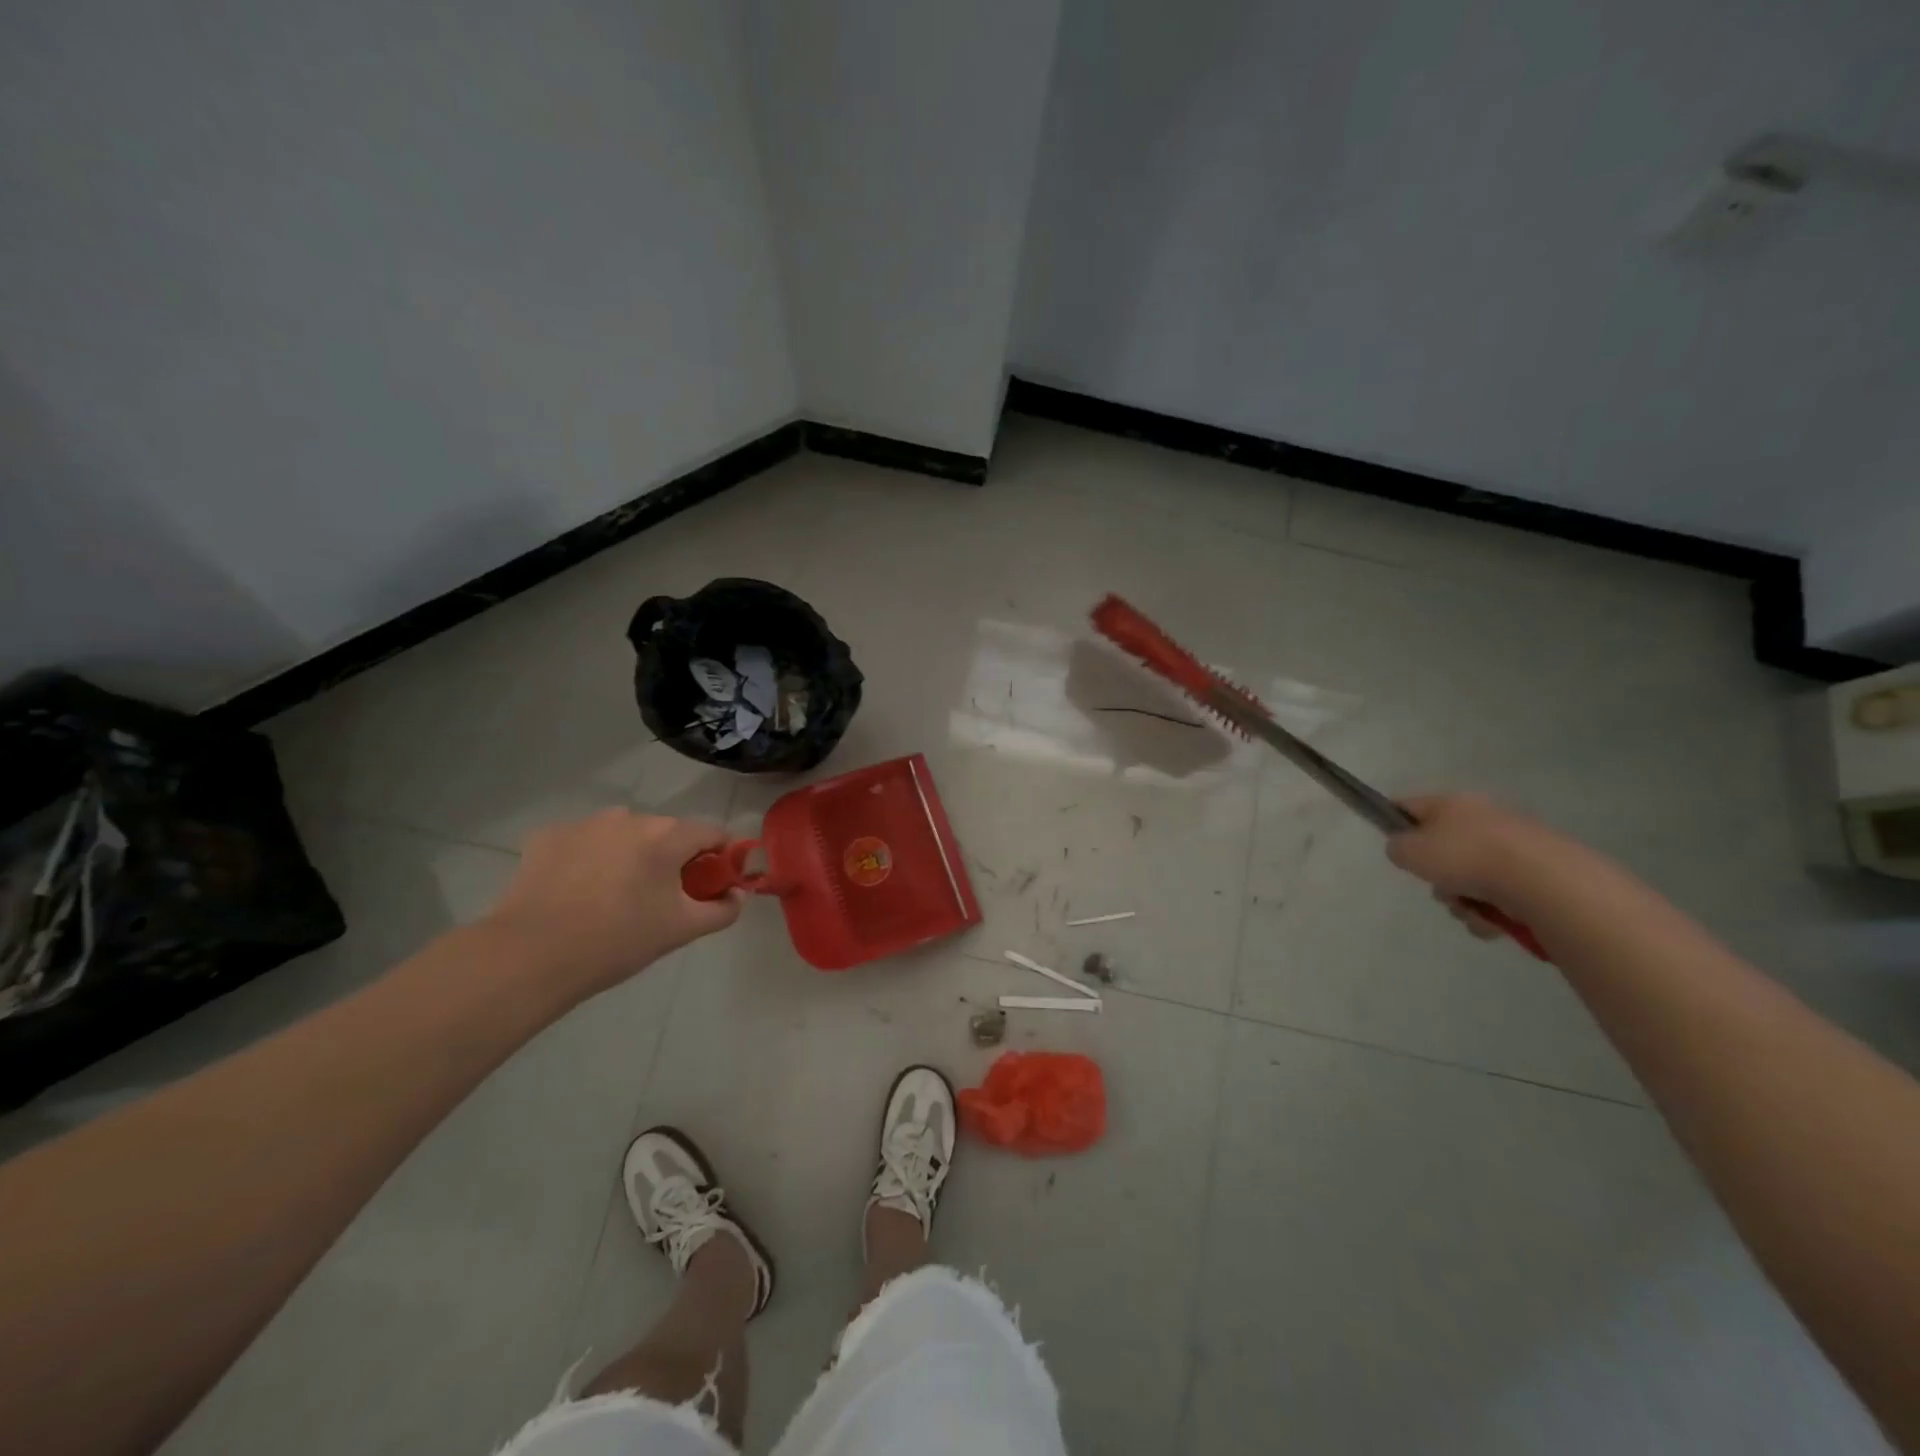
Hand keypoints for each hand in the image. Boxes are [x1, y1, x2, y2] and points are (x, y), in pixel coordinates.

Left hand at [483, 809, 742, 1004]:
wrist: (530, 956)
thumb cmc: (618, 941)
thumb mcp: (681, 931)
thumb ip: (722, 910)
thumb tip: (737, 895)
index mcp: (667, 835)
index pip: (712, 833)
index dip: (720, 857)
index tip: (712, 885)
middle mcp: (629, 817)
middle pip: (667, 833)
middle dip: (671, 859)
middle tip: (660, 900)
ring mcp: (585, 823)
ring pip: (623, 835)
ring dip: (629, 856)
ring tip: (613, 897)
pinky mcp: (547, 836)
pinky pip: (583, 842)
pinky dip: (588, 859)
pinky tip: (576, 892)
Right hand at [1385, 793, 1559, 939]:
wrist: (1544, 882)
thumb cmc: (1466, 858)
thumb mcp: (1410, 852)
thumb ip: (1397, 848)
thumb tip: (1406, 850)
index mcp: (1452, 803)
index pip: (1409, 805)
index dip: (1393, 822)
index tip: (1395, 849)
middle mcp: (1483, 817)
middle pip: (1443, 849)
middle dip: (1437, 876)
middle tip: (1440, 890)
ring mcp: (1514, 845)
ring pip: (1470, 877)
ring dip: (1463, 899)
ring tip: (1470, 911)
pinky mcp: (1539, 873)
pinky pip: (1500, 895)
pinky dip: (1491, 911)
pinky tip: (1494, 921)